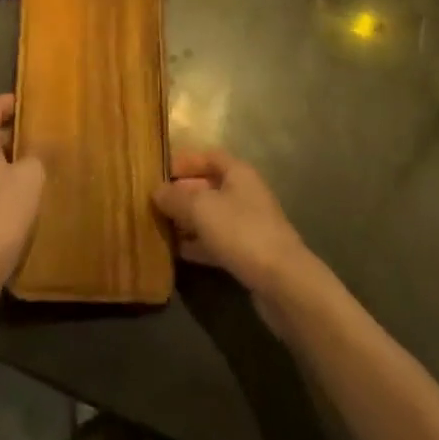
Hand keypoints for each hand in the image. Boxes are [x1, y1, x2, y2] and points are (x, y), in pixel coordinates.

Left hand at [0, 94, 44, 294]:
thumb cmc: (1, 214)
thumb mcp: (30, 178)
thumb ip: (36, 156)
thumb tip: (37, 151)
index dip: (13, 101)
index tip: (35, 105)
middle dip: (15, 133)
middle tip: (44, 137)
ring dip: (11, 162)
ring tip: (39, 168)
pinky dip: (3, 185)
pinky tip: (24, 201)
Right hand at [153, 149, 312, 302]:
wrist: (284, 283)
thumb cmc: (242, 232)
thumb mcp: (201, 208)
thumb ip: (176, 198)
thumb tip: (157, 191)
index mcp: (238, 173)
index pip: (209, 156)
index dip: (185, 161)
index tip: (160, 171)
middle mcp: (245, 194)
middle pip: (209, 186)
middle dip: (182, 193)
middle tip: (154, 203)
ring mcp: (249, 226)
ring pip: (212, 216)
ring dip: (188, 221)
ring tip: (160, 227)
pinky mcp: (249, 255)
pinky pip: (218, 242)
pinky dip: (199, 244)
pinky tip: (178, 253)